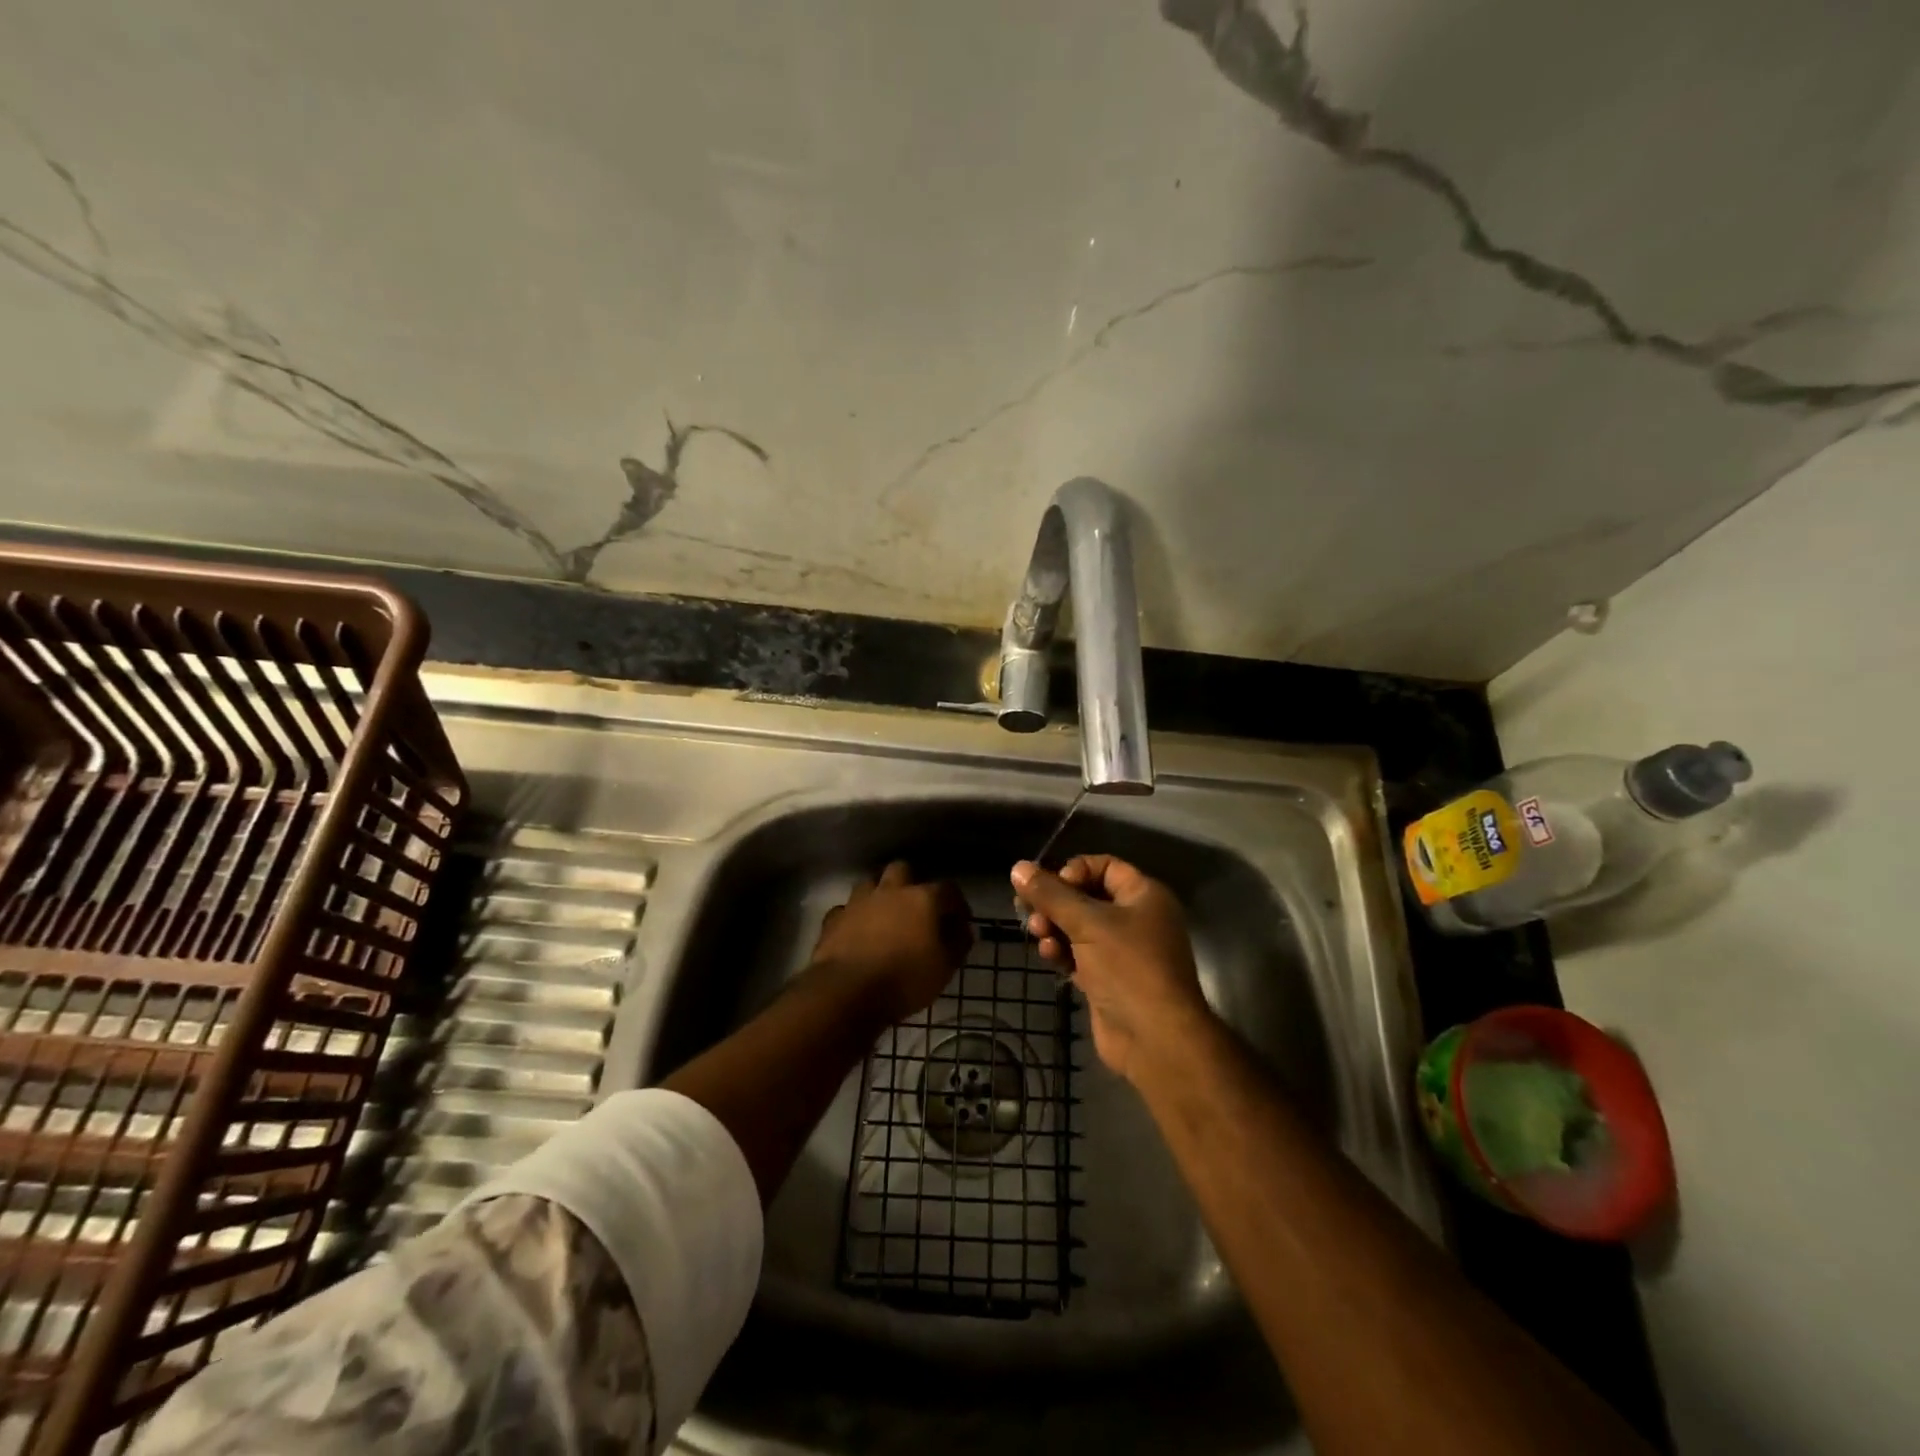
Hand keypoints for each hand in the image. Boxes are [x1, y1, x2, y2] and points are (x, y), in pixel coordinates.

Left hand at [810, 861, 972, 1023]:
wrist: (847, 991)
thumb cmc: (905, 979)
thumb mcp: (944, 968)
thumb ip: (958, 944)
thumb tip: (965, 930)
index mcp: (922, 899)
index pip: (948, 890)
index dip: (957, 904)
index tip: (960, 923)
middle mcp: (890, 891)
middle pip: (902, 870)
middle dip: (911, 883)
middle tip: (917, 908)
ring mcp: (858, 902)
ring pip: (870, 883)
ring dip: (880, 894)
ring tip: (886, 916)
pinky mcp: (834, 919)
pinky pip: (846, 909)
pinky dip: (854, 917)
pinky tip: (857, 932)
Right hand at [1011, 855, 1211, 1083]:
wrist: (1154, 1039)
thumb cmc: (1128, 967)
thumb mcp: (1087, 923)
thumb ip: (1050, 894)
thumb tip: (1018, 868)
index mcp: (1144, 895)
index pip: (1105, 866)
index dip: (1074, 870)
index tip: (1051, 885)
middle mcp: (1135, 918)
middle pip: (1087, 897)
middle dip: (1056, 902)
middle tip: (1029, 909)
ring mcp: (1122, 951)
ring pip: (1079, 927)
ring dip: (1054, 927)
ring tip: (1038, 933)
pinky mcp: (1107, 978)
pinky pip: (1079, 954)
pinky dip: (1062, 951)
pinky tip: (1048, 955)